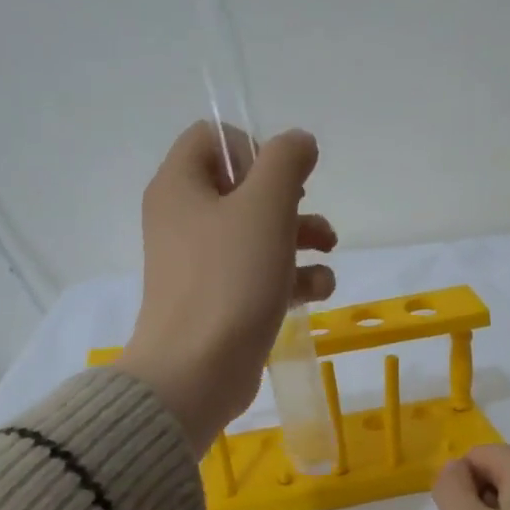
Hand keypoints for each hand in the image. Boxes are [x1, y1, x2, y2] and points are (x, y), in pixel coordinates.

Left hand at [114, 122, 336, 451]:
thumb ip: (286, 162)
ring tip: (329, 252)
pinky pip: (257, 273)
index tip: (281, 180)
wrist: (196, 372)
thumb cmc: (229, 280)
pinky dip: (289, 276)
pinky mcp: (218, 300)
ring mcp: (199, 264)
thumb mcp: (265, 207)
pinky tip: (317, 291)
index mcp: (180, 186)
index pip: (212, 138)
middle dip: (289, 199)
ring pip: (256, 232)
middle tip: (307, 215)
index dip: (254, 149)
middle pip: (241, 187)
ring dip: (299, 236)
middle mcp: (183, 219)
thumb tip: (298, 142)